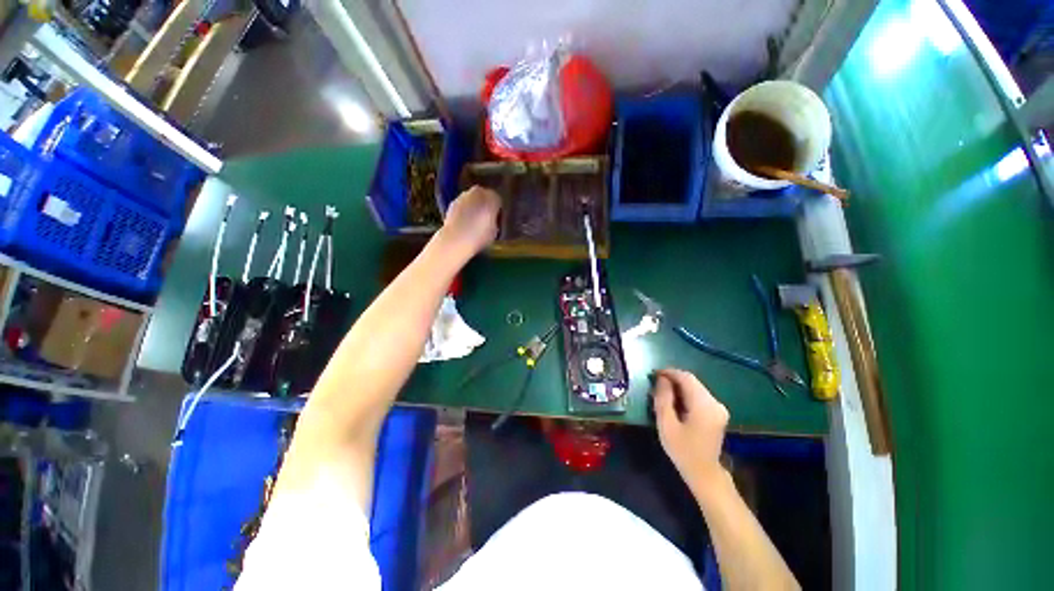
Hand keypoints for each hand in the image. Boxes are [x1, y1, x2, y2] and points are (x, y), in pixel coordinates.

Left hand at [439, 186, 500, 255]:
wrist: (457, 238)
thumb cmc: (480, 235)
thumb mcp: (495, 231)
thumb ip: (494, 221)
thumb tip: (491, 221)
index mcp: (492, 197)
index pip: (498, 202)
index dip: (497, 212)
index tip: (495, 222)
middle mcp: (478, 192)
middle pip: (484, 197)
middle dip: (485, 206)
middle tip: (485, 220)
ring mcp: (463, 196)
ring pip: (472, 200)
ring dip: (474, 208)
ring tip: (474, 223)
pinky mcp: (453, 202)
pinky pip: (463, 205)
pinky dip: (464, 211)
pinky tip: (464, 223)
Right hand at [653, 368, 729, 492]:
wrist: (704, 474)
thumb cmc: (683, 450)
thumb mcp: (667, 424)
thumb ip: (664, 399)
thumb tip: (662, 379)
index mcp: (704, 405)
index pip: (686, 378)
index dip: (669, 372)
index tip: (653, 374)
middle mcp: (715, 403)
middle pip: (692, 381)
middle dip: (673, 379)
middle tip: (655, 384)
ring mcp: (718, 408)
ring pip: (695, 387)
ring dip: (678, 387)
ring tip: (662, 393)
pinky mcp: (717, 413)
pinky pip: (699, 396)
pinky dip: (685, 394)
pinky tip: (674, 402)